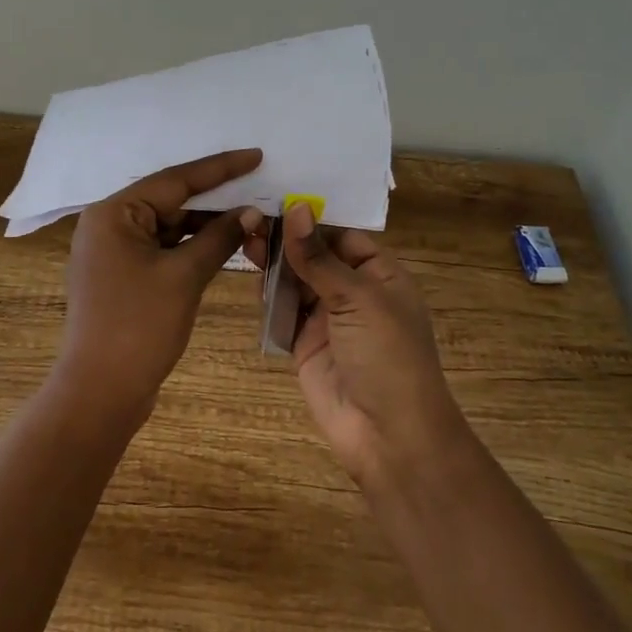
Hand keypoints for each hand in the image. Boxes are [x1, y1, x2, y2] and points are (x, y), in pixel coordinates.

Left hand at [57, 149, 265, 430]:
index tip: (255, 156)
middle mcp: (108, 224)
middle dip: (215, 200)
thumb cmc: (139, 326)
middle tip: (259, 188)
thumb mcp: (184, 276)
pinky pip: (162, 248)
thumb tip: (250, 212)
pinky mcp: (122, 276)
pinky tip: (223, 244)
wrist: (100, 391)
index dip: (219, 168)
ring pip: (168, 226)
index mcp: (113, 213)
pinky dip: (191, 247)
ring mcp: (113, 252)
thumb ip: (218, 237)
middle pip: (170, 201)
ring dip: (206, 226)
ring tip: (250, 220)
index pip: (175, 180)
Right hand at [248, 203, 469, 486]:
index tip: (274, 196)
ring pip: (294, 280)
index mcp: (379, 274)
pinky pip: (282, 310)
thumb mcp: (358, 298)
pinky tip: (249, 274)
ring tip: (243, 237)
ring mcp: (327, 318)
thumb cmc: (387, 355)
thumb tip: (297, 207)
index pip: (341, 235)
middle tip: (249, 218)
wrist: (388, 435)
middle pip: (314, 255)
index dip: (311, 218)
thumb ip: (319, 256)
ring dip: (272, 262)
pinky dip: (267, 294)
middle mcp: (353, 291)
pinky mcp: (303, 343)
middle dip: (285, 238)